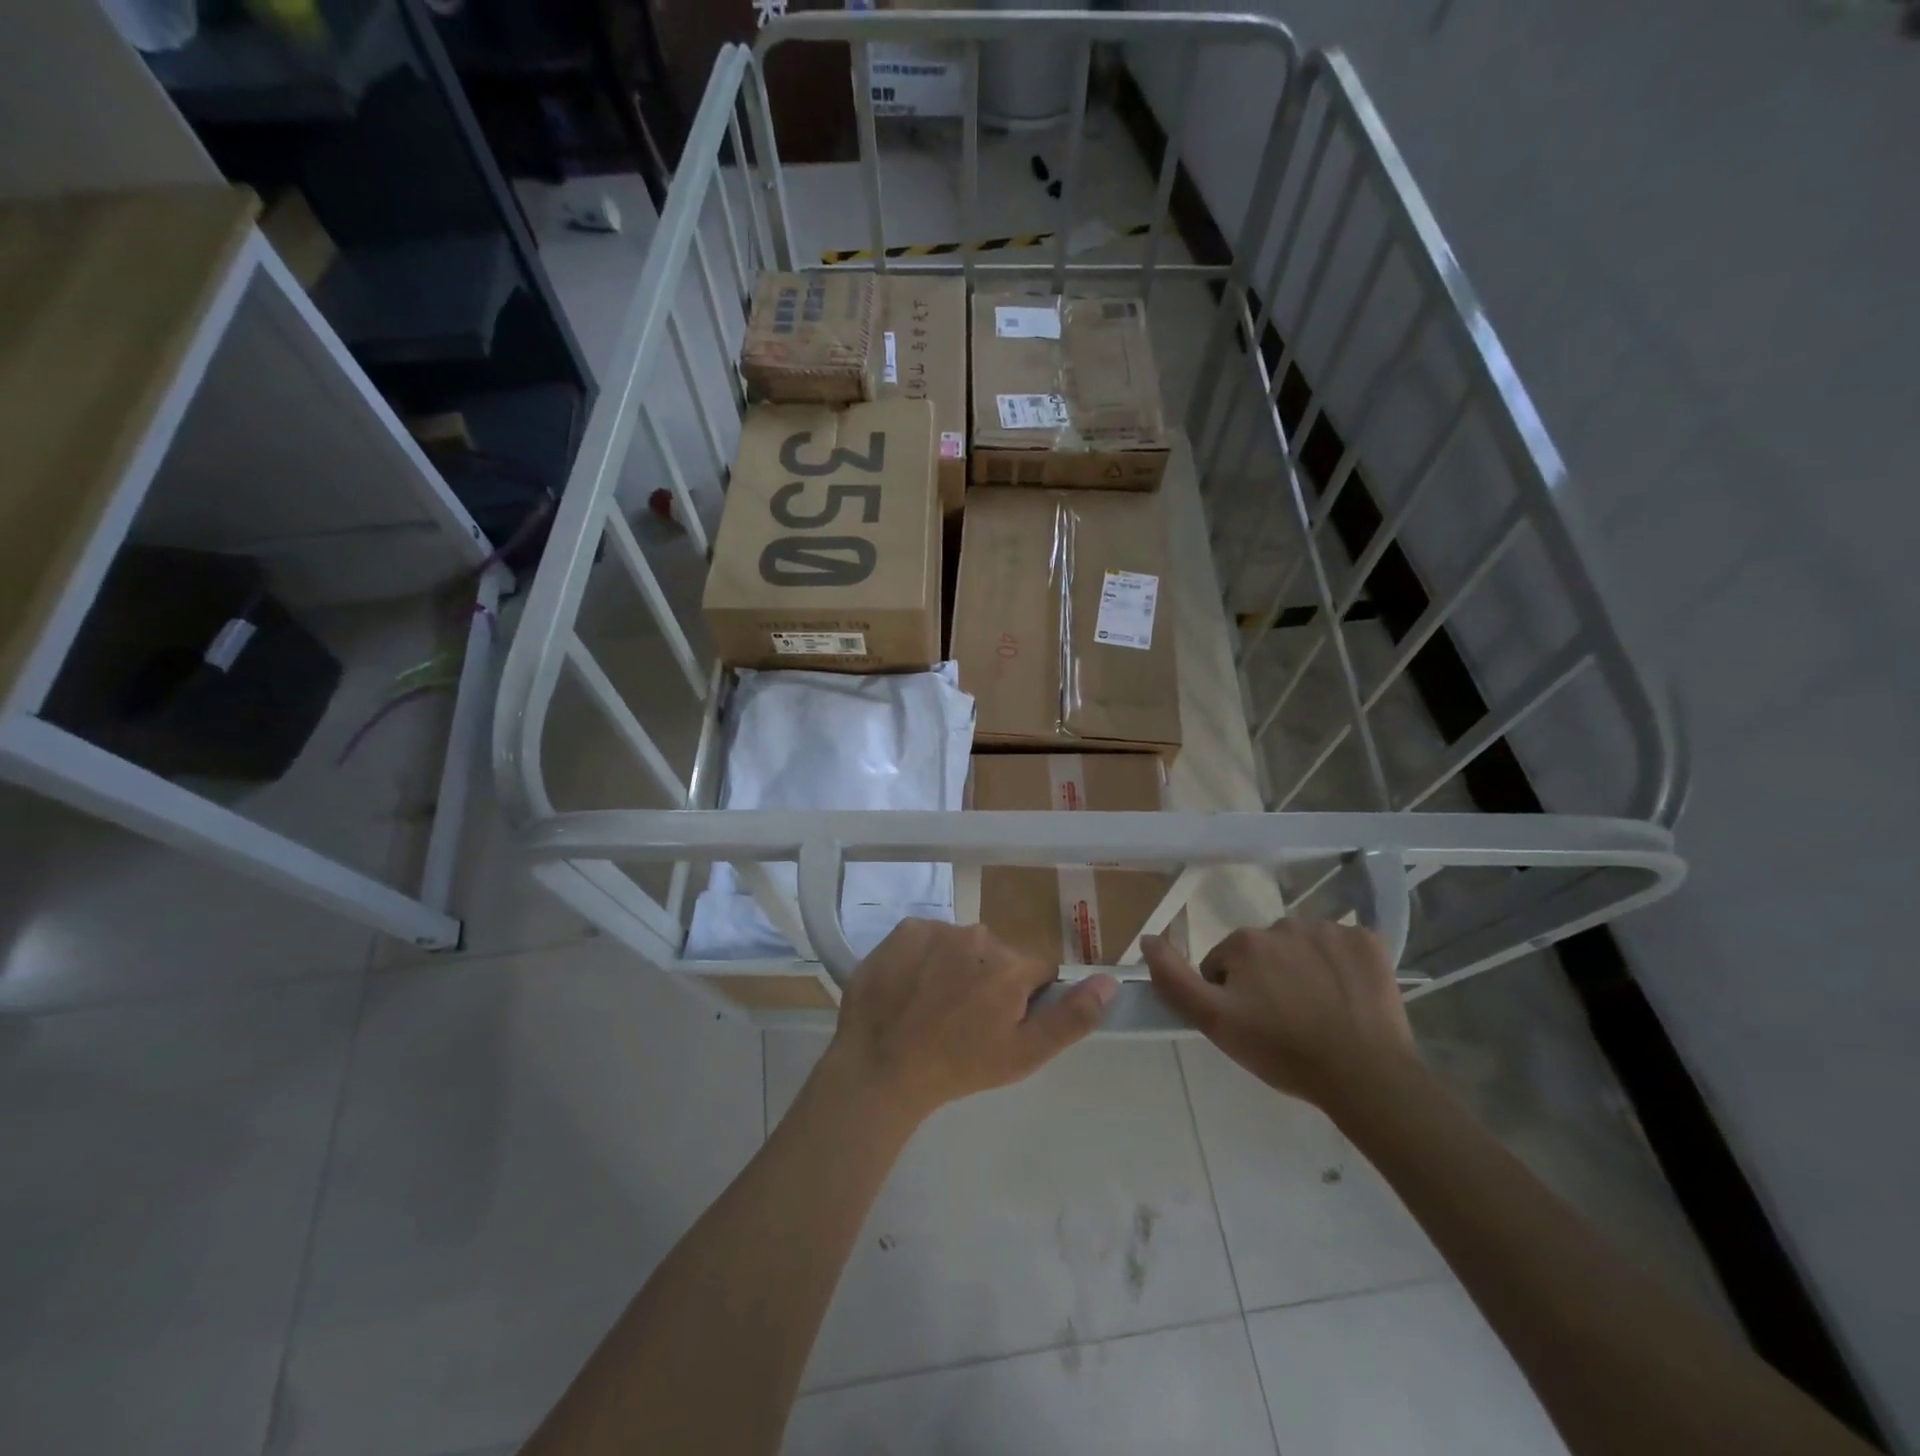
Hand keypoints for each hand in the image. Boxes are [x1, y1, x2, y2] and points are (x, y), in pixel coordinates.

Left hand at [822, 919, 1117, 1121]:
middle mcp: (979, 935)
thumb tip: (1109, 981)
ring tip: (932, 1005)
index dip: (1024, 998)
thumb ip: (1072, 1016)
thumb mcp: (1024, 1055)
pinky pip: (928, 937)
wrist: (880, 1066)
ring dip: (956, 966)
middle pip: (998, 955)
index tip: (1001, 1023)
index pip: (1037, 971)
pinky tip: (910, 987)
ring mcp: (938, 928)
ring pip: (963, 945)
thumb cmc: (958, 1066)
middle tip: (964, 1019)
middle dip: (990, 980)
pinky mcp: (904, 929)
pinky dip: (925, 956)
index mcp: (1011, 966)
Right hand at [1142, 918, 1418, 1109]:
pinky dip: (1342, 967)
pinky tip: (1349, 999)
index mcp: (1243, 942)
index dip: (1232, 995)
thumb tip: (1147, 938)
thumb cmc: (1283, 1051)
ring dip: (1303, 970)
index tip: (1251, 1024)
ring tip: (1319, 1013)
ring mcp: (1331, 930)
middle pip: (1264, 952)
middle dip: (1268, 979)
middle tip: (1285, 1022)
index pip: (1224, 963)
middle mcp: (1283, 924)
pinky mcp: (1369, 942)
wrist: (1366, 1076)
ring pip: (1302, 947)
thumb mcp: (1215, 1023)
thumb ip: (1174, 979)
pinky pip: (1343, 947)